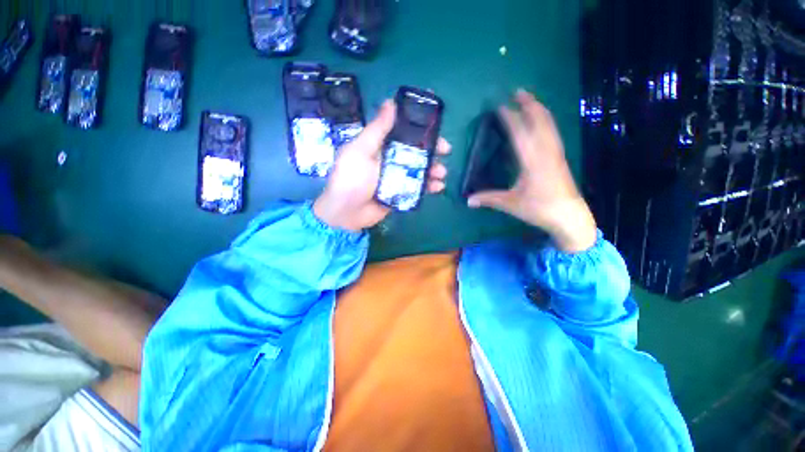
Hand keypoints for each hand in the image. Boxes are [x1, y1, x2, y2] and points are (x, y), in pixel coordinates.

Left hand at [314, 100, 451, 231]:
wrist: (346, 213)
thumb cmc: (351, 179)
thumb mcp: (360, 150)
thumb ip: (377, 129)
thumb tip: (391, 102)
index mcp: (380, 145)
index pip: (403, 130)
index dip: (419, 125)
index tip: (435, 122)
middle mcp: (390, 159)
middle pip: (415, 150)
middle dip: (432, 149)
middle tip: (446, 150)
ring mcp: (396, 177)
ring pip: (419, 169)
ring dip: (433, 169)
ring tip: (441, 173)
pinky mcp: (400, 193)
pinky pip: (418, 187)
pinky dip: (429, 187)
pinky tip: (438, 187)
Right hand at [467, 90, 596, 252]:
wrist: (570, 216)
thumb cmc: (539, 208)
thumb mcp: (510, 204)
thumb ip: (488, 199)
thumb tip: (467, 200)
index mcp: (532, 161)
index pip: (519, 133)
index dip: (510, 118)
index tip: (500, 106)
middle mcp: (545, 151)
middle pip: (539, 122)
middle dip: (529, 105)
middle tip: (518, 91)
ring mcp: (555, 153)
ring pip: (548, 125)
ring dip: (538, 109)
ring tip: (529, 99)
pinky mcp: (560, 157)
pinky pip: (552, 132)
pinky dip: (545, 121)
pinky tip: (542, 121)